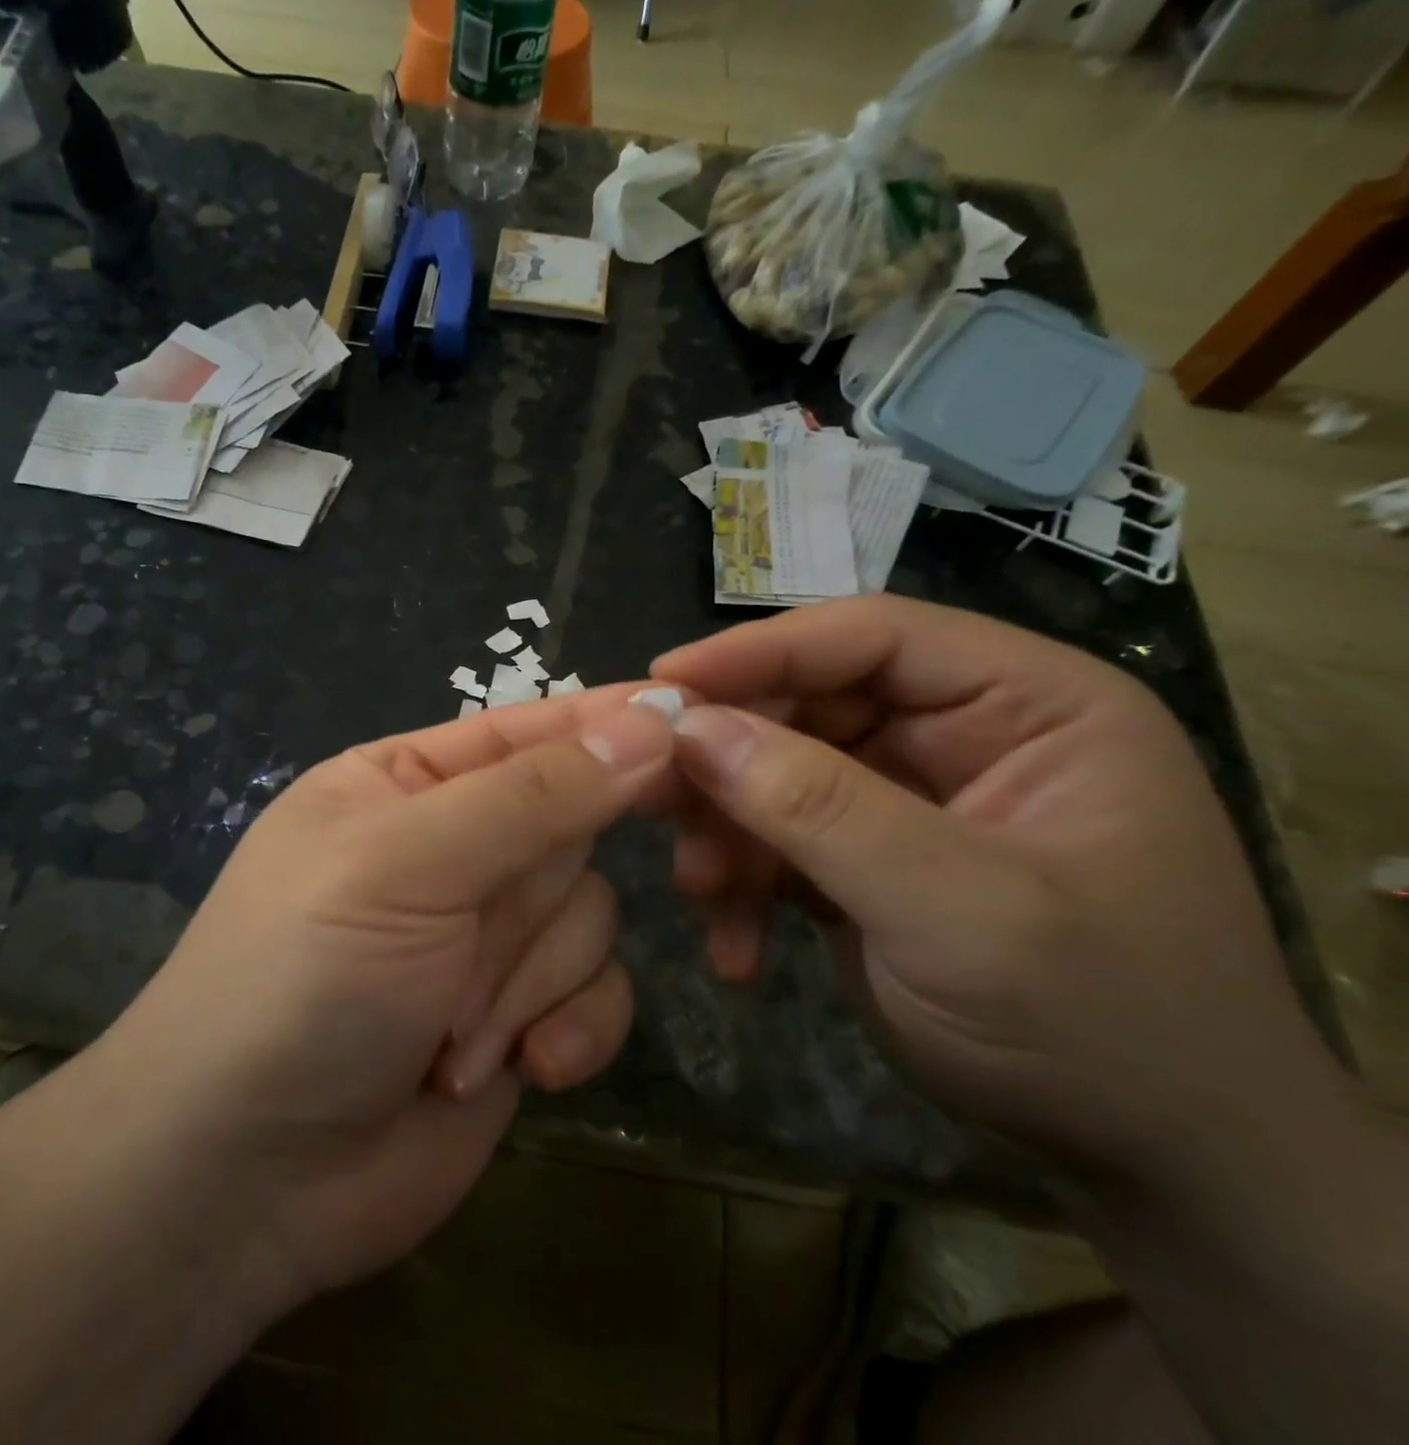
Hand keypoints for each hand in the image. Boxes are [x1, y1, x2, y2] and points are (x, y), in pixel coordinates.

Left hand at [93, 690, 674, 1311]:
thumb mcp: (407, 864)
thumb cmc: (304, 979)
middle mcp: (454, 848)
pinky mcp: (521, 1016)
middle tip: (480, 937)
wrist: (249, 1179)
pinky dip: (568, 1031)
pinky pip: (600, 995)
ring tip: (450, 1033)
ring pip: (590, 914)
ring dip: (529, 981)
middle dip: (535, 897)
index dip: (606, 724)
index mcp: (408, 783)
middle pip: (571, 828)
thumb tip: (650, 724)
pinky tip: (517, 1071)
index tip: (693, 714)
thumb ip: (533, 795)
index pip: (529, 730)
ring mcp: (490, 937)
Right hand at [651, 596, 1348, 1180]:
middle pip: (806, 706)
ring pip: (774, 776)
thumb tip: (691, 729)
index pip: (873, 637)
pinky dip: (743, 887)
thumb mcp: (959, 912)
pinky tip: (736, 949)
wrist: (1151, 1166)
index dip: (760, 650)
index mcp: (1028, 705)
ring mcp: (906, 800)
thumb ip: (821, 810)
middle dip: (729, 763)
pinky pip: (775, 842)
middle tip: (652, 798)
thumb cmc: (1098, 1026)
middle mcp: (960, 735)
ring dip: (727, 833)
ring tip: (702, 893)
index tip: (662, 683)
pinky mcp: (863, 859)